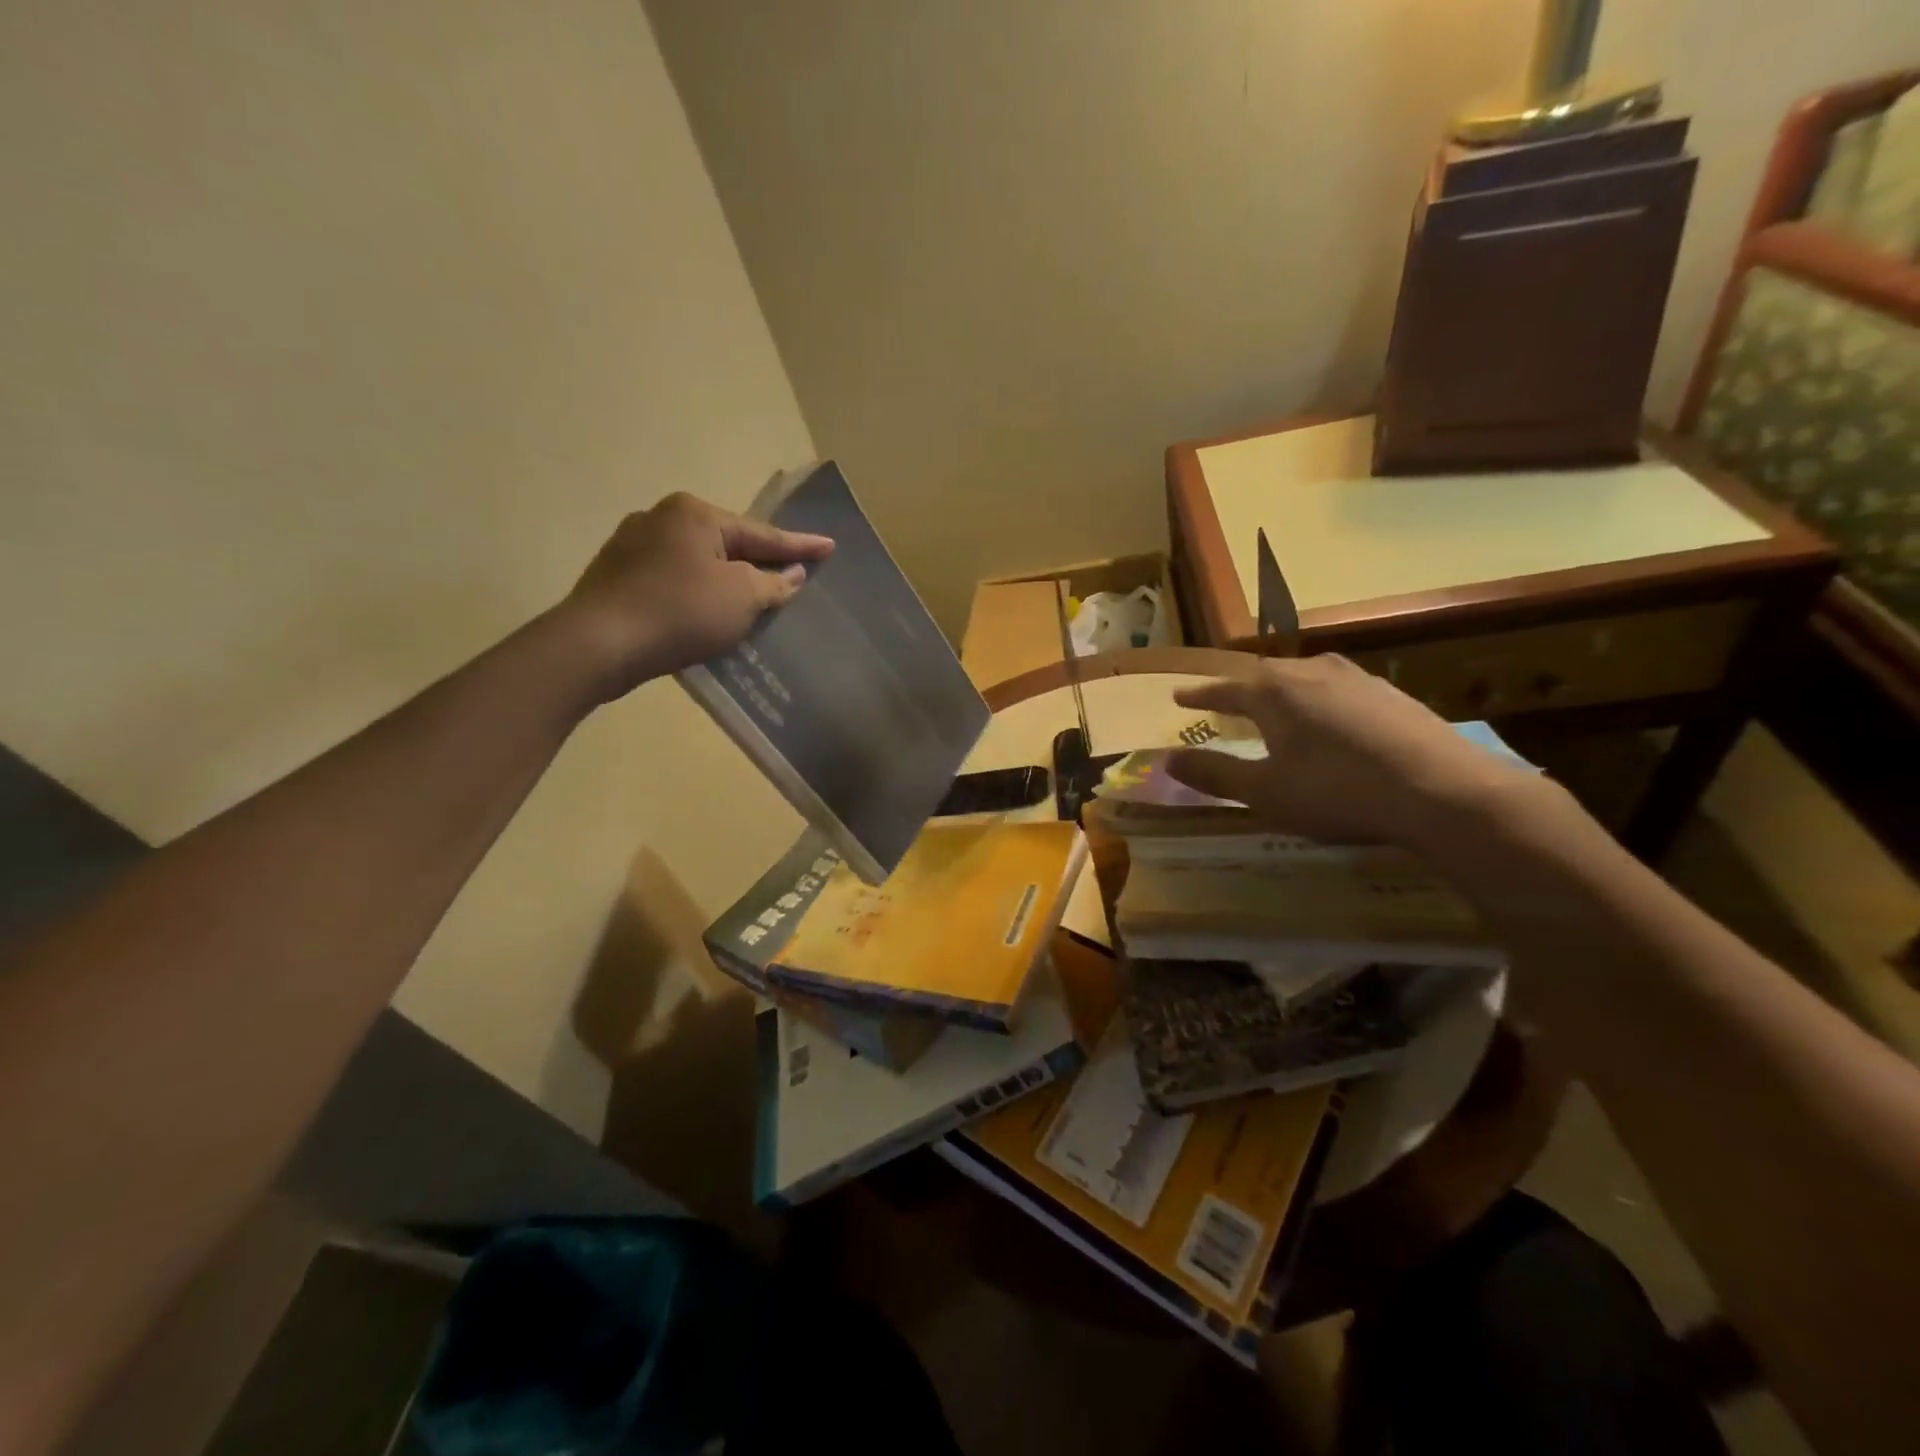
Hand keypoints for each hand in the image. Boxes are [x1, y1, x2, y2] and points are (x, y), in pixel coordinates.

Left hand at [557, 492, 832, 700]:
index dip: (800, 546)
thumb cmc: (681, 613)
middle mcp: (661, 518)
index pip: (761, 533)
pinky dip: (696, 594)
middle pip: (727, 544)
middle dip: (758, 560)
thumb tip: (792, 574)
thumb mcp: (742, 598)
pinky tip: (704, 612)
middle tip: (790, 573)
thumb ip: (773, 583)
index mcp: (694, 514)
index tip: (830, 546)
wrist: (599, 644)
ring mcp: (632, 545)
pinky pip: (673, 580)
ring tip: (750, 597)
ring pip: (697, 562)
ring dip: (725, 580)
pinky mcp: (616, 576)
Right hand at [1164, 655, 1542, 850]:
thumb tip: (1167, 760)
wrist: (1443, 792)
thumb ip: (1215, 773)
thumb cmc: (1338, 791)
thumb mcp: (1265, 792)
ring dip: (1281, 690)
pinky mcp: (1390, 694)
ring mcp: (1356, 679)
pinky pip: (1336, 688)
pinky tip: (1330, 718)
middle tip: (1224, 700)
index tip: (1179, 696)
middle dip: (1240, 688)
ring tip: (1274, 705)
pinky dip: (1317, 699)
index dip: (1199, 695)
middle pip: (1264, 675)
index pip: (1224, 689)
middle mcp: (1311, 672)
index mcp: (1274, 693)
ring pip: (1304, 676)